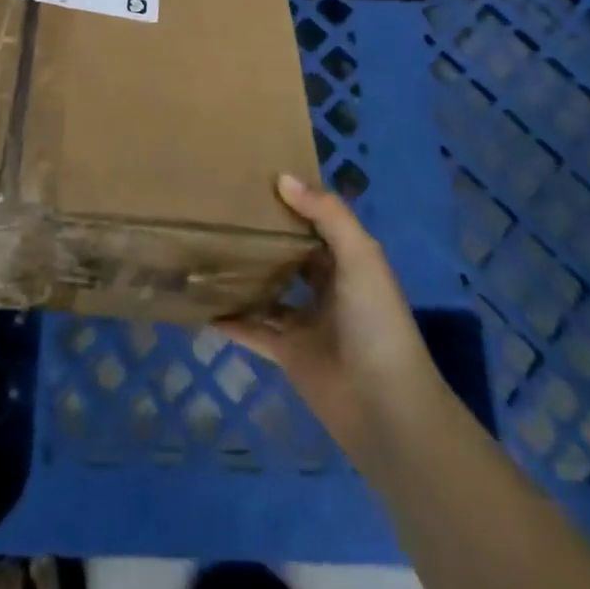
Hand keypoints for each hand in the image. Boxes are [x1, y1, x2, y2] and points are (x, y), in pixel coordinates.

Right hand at [220, 174, 442, 463]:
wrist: (387, 411)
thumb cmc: (377, 324)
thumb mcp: (361, 258)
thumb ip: (326, 215)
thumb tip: (282, 178)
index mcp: (349, 261)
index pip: (316, 222)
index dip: (291, 201)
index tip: (254, 177)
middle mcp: (326, 287)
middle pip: (289, 254)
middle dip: (263, 235)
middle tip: (221, 208)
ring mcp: (305, 321)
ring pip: (268, 290)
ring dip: (244, 274)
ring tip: (206, 247)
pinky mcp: (287, 354)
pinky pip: (253, 330)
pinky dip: (230, 319)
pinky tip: (202, 303)